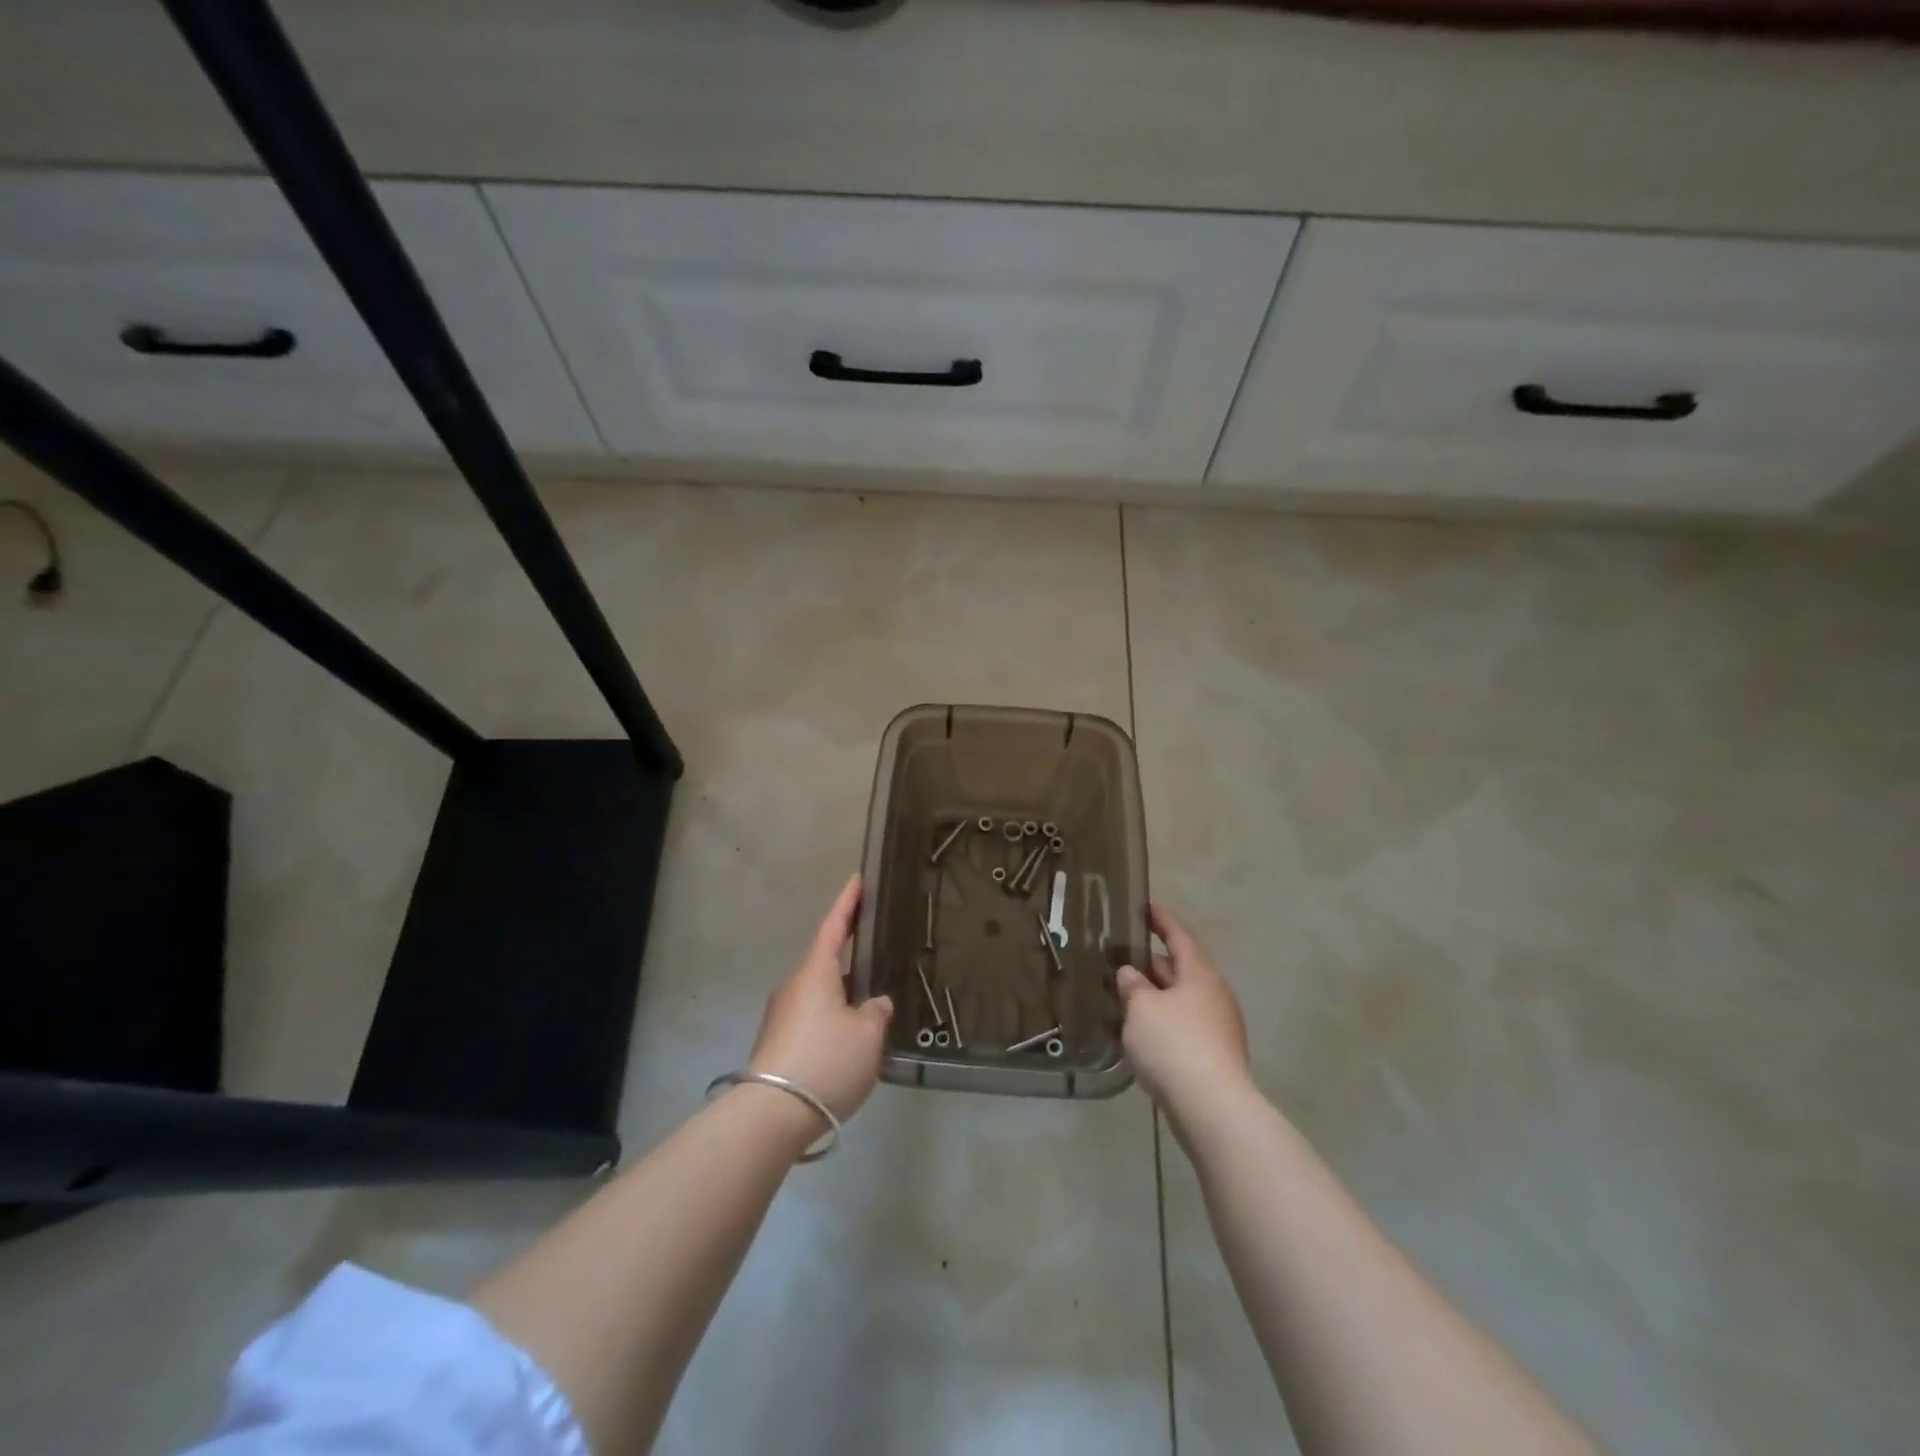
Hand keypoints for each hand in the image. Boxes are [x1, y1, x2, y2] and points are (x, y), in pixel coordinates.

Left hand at [748, 874, 893, 1122]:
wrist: (771, 1115)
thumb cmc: (825, 1060)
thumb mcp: (867, 1035)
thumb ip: (876, 1012)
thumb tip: (875, 1003)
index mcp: (816, 973)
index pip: (834, 927)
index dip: (848, 902)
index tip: (857, 879)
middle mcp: (795, 987)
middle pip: (825, 962)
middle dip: (851, 958)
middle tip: (877, 951)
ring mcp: (782, 1017)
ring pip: (820, 995)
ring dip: (844, 996)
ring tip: (872, 1006)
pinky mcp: (777, 1045)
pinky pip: (812, 1021)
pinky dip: (833, 1021)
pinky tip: (851, 1041)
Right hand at [1117, 904, 1251, 1119]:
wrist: (1211, 1108)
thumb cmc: (1173, 1044)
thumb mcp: (1141, 1007)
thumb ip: (1132, 985)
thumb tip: (1130, 973)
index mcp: (1200, 974)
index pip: (1179, 936)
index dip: (1161, 921)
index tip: (1146, 906)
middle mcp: (1214, 995)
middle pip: (1182, 968)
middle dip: (1153, 961)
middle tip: (1122, 954)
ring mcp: (1218, 1027)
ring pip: (1181, 999)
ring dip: (1156, 994)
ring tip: (1126, 992)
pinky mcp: (1214, 1055)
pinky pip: (1183, 1025)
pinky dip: (1162, 1019)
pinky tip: (1140, 1030)